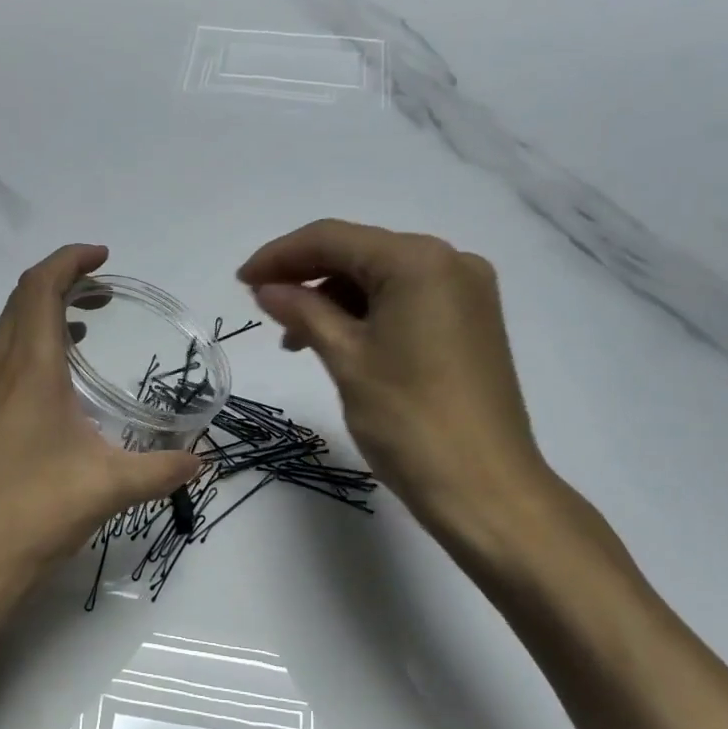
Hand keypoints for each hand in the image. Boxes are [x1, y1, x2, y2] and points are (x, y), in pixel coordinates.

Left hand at [0, 244, 201, 660]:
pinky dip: (22, 362)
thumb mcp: (108, 489)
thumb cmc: (31, 516)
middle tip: (100, 297)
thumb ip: (161, 470)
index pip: (41, 288)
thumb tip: (201, 463)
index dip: (70, 261)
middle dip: (60, 288)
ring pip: (2, 340)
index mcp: (27, 371)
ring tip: (80, 340)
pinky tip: (46, 402)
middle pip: (18, 306)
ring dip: (40, 326)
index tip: (102, 257)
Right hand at [237, 219, 563, 575]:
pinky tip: (336, 340)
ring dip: (333, 297)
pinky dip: (365, 313)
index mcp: (419, 261)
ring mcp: (466, 292)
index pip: (333, 239)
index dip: (280, 255)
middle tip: (261, 304)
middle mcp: (450, 262)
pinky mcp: (471, 322)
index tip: (241, 281)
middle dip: (305, 275)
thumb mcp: (346, 358)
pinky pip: (406, 300)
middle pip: (360, 252)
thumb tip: (267, 288)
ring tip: (294, 338)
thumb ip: (303, 311)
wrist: (486, 490)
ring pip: (381, 278)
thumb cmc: (409, 421)